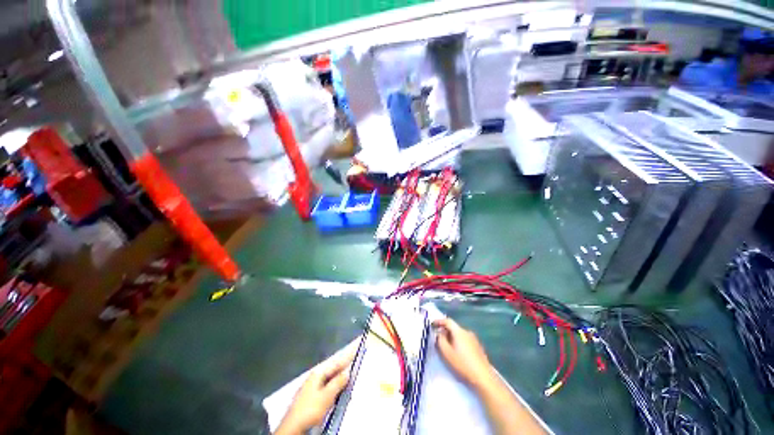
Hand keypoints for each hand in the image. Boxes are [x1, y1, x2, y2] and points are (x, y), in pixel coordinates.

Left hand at [275, 343, 356, 434]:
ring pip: (328, 381)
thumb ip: (338, 382)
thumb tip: (347, 372)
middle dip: (342, 371)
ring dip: (338, 381)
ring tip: (347, 381)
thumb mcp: (327, 395)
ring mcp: (310, 388)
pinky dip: (332, 390)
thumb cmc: (310, 409)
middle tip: (353, 369)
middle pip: (331, 372)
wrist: (293, 427)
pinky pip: (325, 389)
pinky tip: (335, 395)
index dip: (346, 359)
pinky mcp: (309, 399)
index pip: (335, 363)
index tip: (355, 352)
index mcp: (318, 373)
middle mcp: (313, 378)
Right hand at [433, 317, 494, 389]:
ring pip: (459, 335)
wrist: (483, 378)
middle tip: (438, 338)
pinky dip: (459, 343)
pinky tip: (458, 353)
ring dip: (452, 338)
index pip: (447, 321)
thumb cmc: (463, 364)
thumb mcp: (446, 353)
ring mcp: (474, 339)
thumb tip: (439, 334)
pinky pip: (465, 340)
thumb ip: (440, 340)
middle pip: (454, 328)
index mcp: (459, 331)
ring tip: (447, 347)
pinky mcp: (478, 347)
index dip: (439, 321)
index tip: (432, 325)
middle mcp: (467, 332)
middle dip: (445, 331)